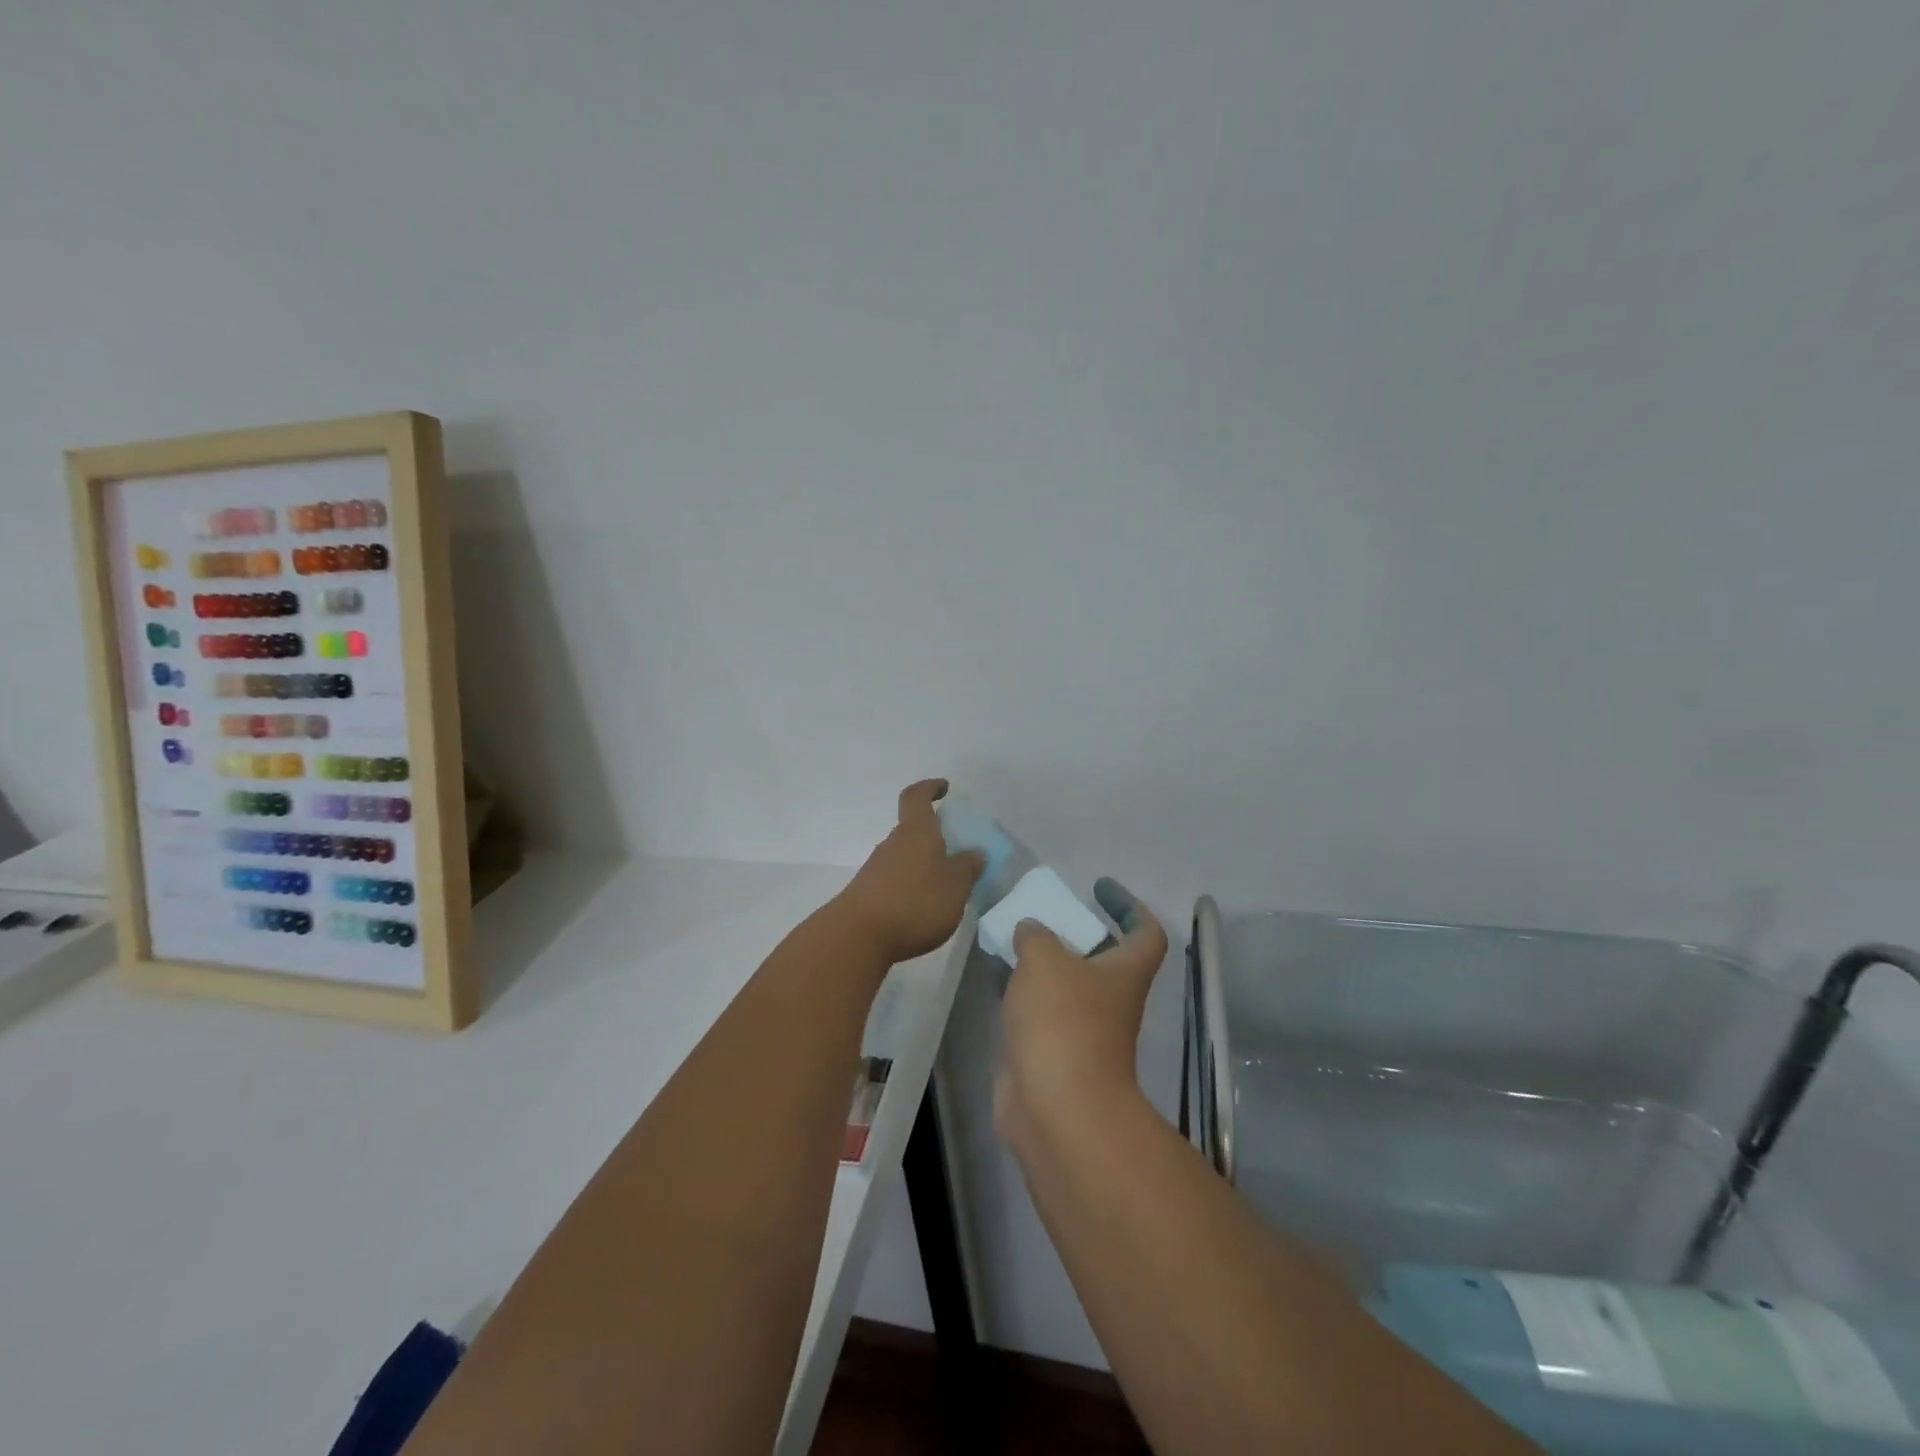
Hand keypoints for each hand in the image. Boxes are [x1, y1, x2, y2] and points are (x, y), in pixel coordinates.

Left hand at [832, 780, 984, 964]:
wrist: (858, 936)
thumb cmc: (915, 903)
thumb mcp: (955, 887)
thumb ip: (967, 868)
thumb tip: (975, 852)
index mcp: (916, 832)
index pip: (916, 797)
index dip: (929, 788)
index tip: (944, 788)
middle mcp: (893, 843)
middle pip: (912, 830)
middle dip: (933, 837)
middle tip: (956, 852)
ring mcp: (876, 868)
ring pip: (904, 856)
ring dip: (922, 864)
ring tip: (945, 887)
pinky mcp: (867, 893)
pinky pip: (895, 879)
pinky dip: (910, 885)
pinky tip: (922, 908)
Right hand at [996, 878, 1168, 1144]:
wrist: (1057, 1109)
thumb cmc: (1064, 1022)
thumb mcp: (1045, 960)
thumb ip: (1035, 935)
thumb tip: (1031, 929)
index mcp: (1125, 972)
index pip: (1146, 932)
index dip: (1130, 905)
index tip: (1100, 887)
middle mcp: (1110, 999)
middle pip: (1100, 957)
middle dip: (1072, 933)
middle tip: (1040, 914)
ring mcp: (1082, 1030)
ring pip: (1064, 984)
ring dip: (1041, 962)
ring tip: (1009, 937)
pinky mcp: (1052, 1053)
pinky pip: (1039, 1010)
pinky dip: (1020, 991)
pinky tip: (994, 975)